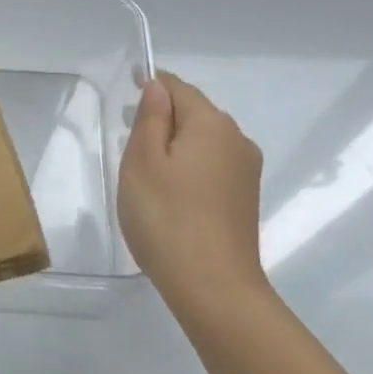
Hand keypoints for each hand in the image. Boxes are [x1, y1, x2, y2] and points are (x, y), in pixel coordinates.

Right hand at [119, 71, 266, 302]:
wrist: (213, 286)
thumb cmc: (166, 217)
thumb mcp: (142, 161)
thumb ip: (151, 117)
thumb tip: (158, 87)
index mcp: (212, 124)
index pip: (178, 88)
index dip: (151, 87)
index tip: (126, 102)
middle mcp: (237, 139)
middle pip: (195, 113)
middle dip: (163, 118)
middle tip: (129, 141)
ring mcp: (246, 171)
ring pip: (204, 141)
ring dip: (176, 144)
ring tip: (146, 171)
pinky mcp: (246, 198)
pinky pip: (213, 165)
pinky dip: (190, 167)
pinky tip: (171, 194)